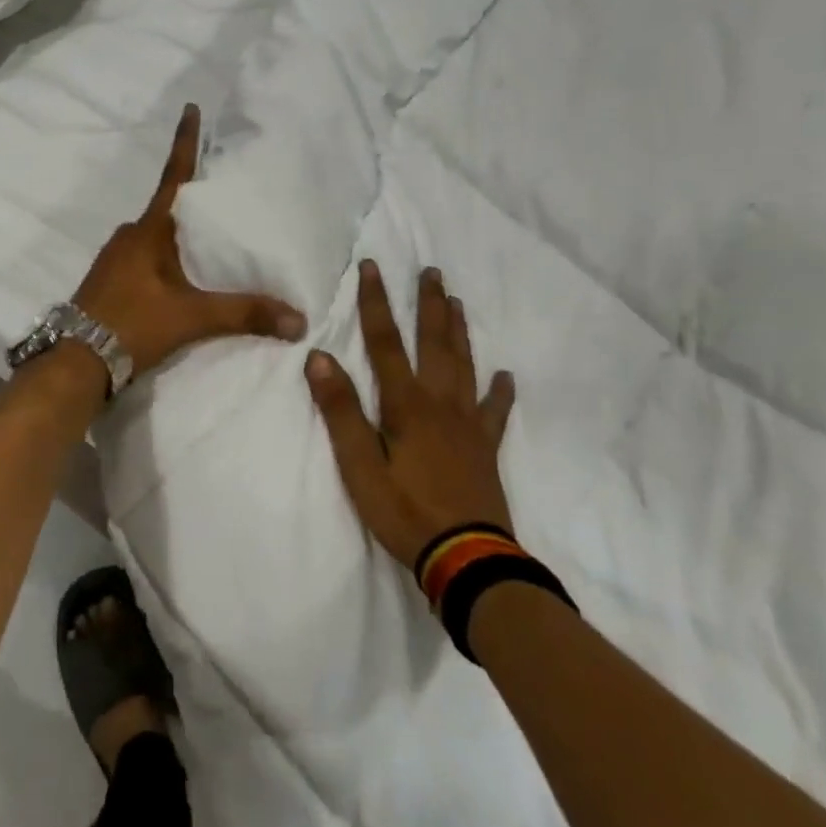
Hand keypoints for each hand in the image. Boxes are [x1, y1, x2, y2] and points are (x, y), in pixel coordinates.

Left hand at [73, 105, 306, 374]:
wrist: (76, 360)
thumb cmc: (133, 324)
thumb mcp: (192, 317)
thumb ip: (244, 314)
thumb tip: (299, 319)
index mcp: (149, 230)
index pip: (174, 176)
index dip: (186, 142)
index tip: (191, 108)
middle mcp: (130, 234)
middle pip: (169, 207)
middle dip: (195, 199)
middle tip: (226, 194)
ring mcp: (116, 256)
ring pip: (156, 234)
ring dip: (180, 232)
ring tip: (213, 240)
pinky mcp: (111, 279)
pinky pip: (146, 255)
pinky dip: (167, 256)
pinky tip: (183, 276)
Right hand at [306, 260, 515, 570]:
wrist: (468, 560)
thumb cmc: (405, 512)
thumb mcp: (359, 466)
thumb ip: (340, 411)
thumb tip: (319, 357)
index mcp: (405, 404)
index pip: (384, 341)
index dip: (375, 302)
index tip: (372, 266)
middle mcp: (439, 403)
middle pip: (434, 343)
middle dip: (428, 304)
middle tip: (432, 271)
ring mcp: (467, 425)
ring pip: (464, 365)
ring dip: (458, 331)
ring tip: (457, 302)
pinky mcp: (485, 449)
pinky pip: (495, 412)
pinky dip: (500, 392)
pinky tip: (506, 376)